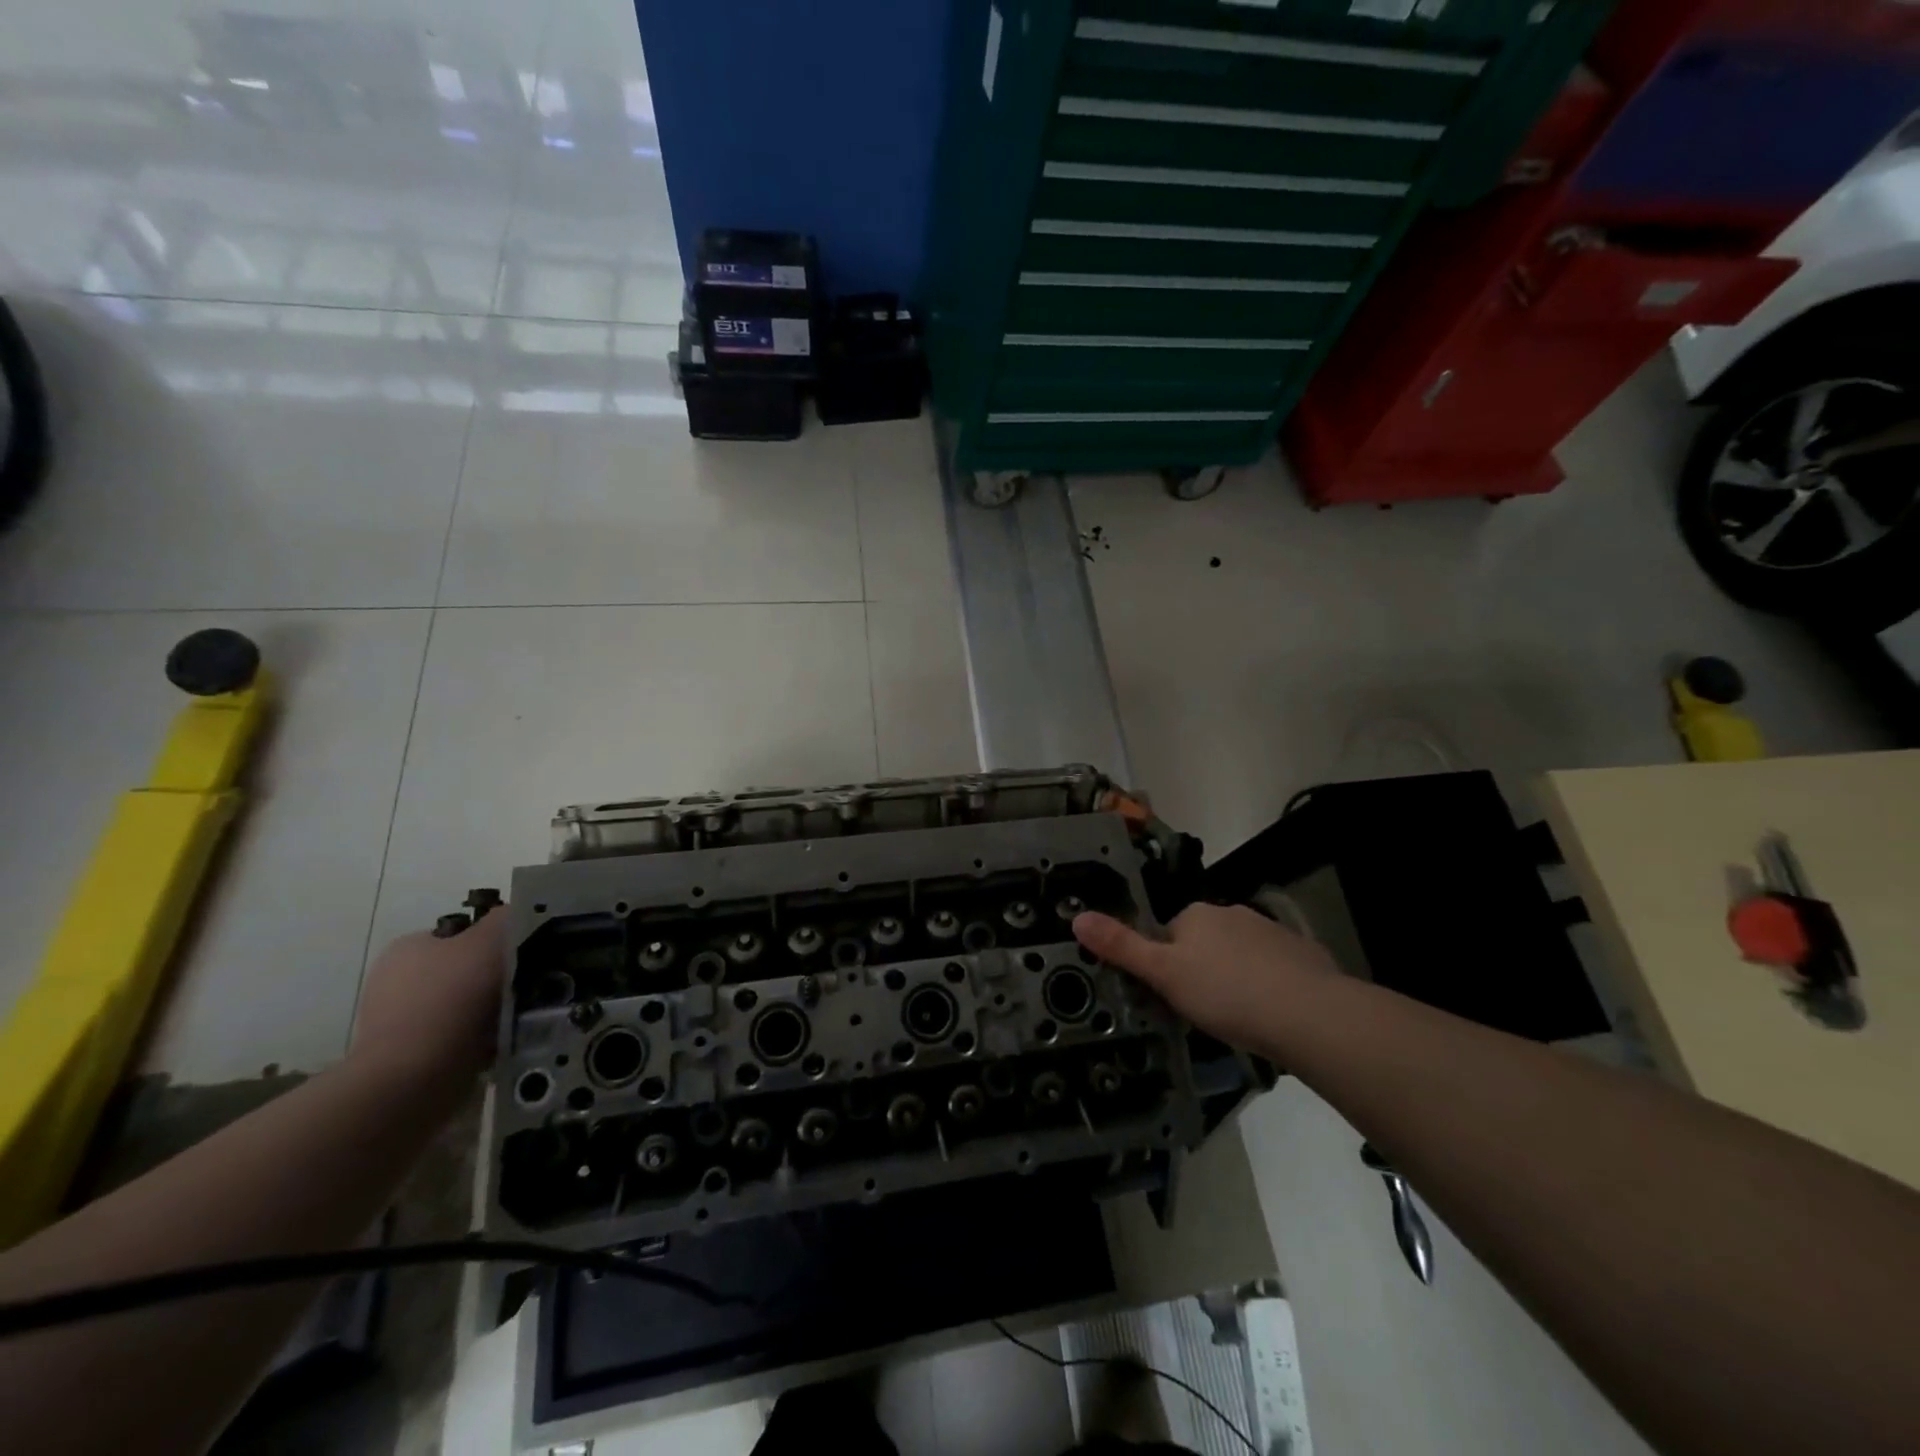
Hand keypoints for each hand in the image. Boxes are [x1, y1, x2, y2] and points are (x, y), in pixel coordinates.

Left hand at [350, 907, 508, 1090]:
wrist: (413, 1081)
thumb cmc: (449, 1000)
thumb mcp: (487, 942)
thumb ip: (505, 919)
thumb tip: (518, 912)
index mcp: (408, 948)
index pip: (461, 934)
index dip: (495, 940)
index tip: (524, 953)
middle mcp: (398, 981)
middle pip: (466, 970)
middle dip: (498, 977)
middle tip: (530, 984)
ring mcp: (401, 1023)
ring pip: (467, 1006)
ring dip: (494, 1010)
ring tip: (523, 1016)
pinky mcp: (412, 1058)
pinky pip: (461, 1039)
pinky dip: (483, 1039)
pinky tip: (503, 1042)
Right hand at [1073, 903, 1337, 1050]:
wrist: (1308, 1014)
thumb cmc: (1225, 992)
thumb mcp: (1163, 974)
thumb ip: (1121, 947)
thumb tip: (1077, 917)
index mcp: (1196, 915)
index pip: (1169, 932)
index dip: (1167, 964)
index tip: (1172, 995)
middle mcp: (1232, 913)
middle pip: (1205, 941)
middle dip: (1202, 969)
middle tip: (1204, 1010)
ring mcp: (1271, 932)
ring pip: (1240, 954)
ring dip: (1236, 976)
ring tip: (1239, 1017)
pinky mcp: (1304, 953)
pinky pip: (1275, 967)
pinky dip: (1270, 984)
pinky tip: (1273, 1014)